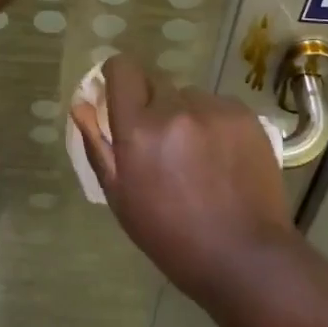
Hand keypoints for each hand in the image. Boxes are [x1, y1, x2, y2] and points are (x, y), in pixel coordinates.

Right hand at [71, 55, 297, 305]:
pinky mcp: (244, 114)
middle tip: (162, 144)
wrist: (245, 257)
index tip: (120, 96)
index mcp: (139, 130)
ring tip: (198, 156)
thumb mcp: (121, 198)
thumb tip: (82, 103)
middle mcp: (175, 109)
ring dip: (185, 115)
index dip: (118, 77)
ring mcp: (213, 109)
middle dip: (153, 105)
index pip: (122, 69)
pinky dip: (215, 123)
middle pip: (155, 82)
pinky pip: (218, 105)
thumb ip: (98, 145)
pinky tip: (223, 157)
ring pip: (188, 95)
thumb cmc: (172, 237)